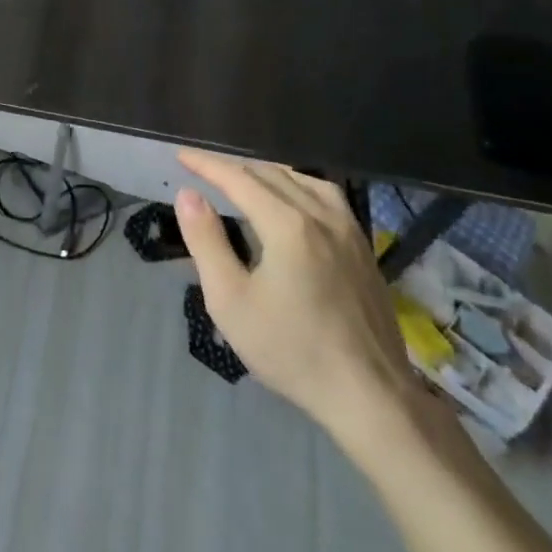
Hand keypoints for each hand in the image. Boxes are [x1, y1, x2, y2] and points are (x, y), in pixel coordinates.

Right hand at [174, 151, 435, 467]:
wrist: (369, 394)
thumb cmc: (291, 350)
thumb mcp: (231, 301)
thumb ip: (206, 242)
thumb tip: (188, 195)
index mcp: (287, 224)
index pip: (239, 179)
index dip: (207, 165)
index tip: (182, 156)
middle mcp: (320, 215)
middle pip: (270, 174)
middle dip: (233, 167)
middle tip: (204, 168)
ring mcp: (348, 230)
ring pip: (302, 180)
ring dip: (267, 172)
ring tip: (244, 177)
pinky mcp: (363, 247)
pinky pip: (327, 196)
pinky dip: (299, 184)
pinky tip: (293, 199)